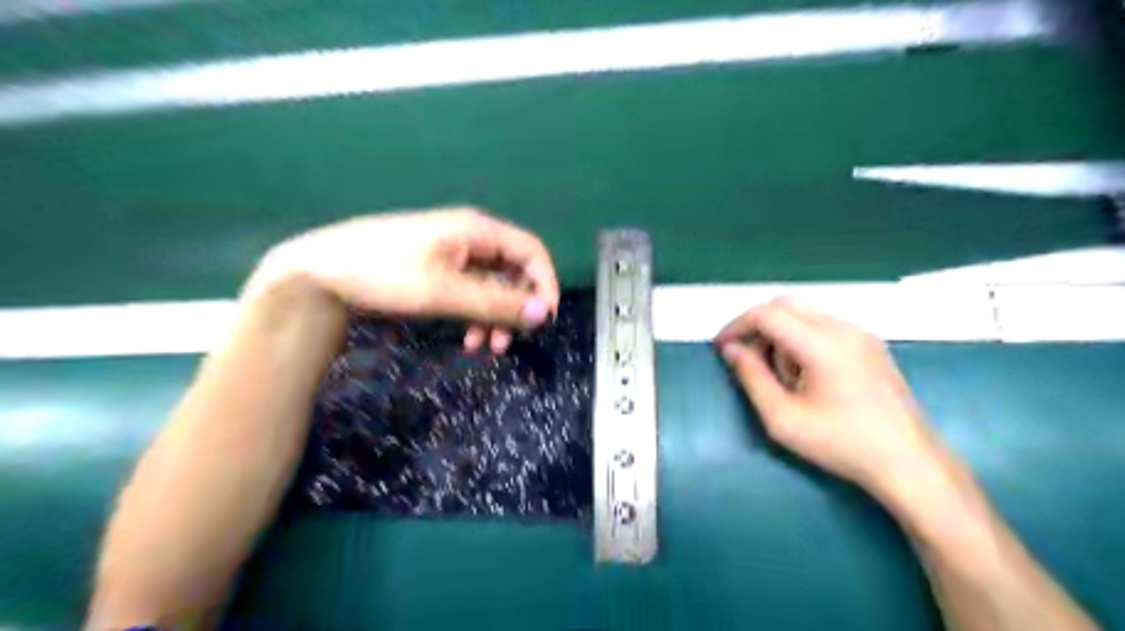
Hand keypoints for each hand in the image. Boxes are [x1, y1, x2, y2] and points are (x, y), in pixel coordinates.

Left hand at [249, 210, 556, 351]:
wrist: (321, 273)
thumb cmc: (384, 273)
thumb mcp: (443, 291)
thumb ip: (496, 302)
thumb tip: (543, 313)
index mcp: (478, 231)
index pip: (532, 251)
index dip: (545, 284)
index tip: (543, 320)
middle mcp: (472, 238)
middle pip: (515, 272)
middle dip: (517, 308)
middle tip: (509, 342)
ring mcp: (454, 255)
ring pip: (494, 287)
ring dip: (497, 317)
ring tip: (486, 347)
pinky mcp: (439, 271)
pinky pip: (473, 293)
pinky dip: (477, 316)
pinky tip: (468, 339)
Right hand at [715, 295, 952, 502]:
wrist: (909, 463)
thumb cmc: (841, 444)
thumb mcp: (782, 418)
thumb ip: (751, 377)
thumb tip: (731, 350)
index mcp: (821, 344)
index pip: (767, 314)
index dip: (737, 326)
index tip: (722, 348)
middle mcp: (843, 328)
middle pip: (785, 305)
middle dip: (757, 326)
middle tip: (746, 358)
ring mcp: (861, 334)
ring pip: (804, 314)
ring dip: (780, 333)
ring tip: (779, 375)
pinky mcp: (870, 345)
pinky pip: (824, 326)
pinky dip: (801, 338)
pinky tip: (805, 374)